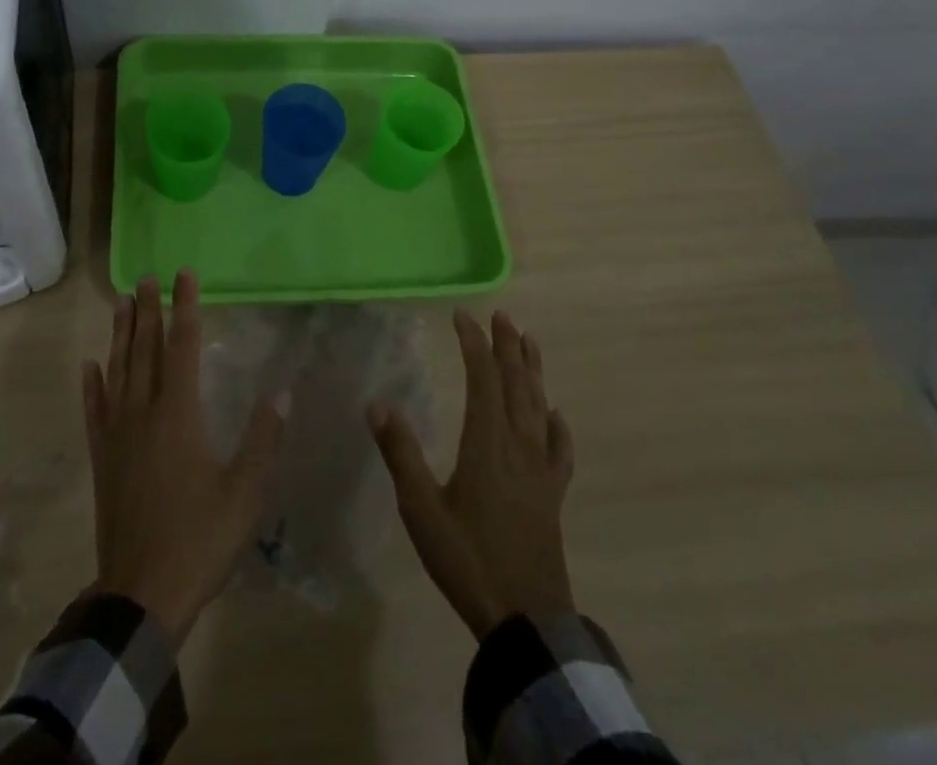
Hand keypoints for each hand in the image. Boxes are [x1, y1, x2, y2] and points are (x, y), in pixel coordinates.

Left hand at [82, 271, 287, 644]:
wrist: (142, 595)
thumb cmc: (200, 540)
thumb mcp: (245, 493)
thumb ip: (263, 440)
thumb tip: (281, 393)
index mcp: (179, 415)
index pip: (183, 346)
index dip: (185, 307)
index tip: (183, 275)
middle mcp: (144, 413)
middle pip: (145, 350)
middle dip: (148, 310)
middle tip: (146, 276)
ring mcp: (117, 435)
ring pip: (118, 371)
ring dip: (120, 334)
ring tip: (121, 302)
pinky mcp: (102, 459)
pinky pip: (94, 411)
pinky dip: (92, 385)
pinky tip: (89, 365)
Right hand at [368, 310, 574, 638]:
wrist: (526, 622)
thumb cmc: (468, 560)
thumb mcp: (421, 509)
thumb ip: (400, 453)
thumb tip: (376, 403)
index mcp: (487, 444)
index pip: (483, 378)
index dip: (474, 343)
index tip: (462, 316)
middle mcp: (518, 447)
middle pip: (516, 385)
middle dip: (508, 347)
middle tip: (502, 315)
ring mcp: (541, 472)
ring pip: (539, 408)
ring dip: (533, 372)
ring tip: (530, 342)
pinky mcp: (552, 496)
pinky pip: (560, 452)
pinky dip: (559, 427)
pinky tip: (557, 416)